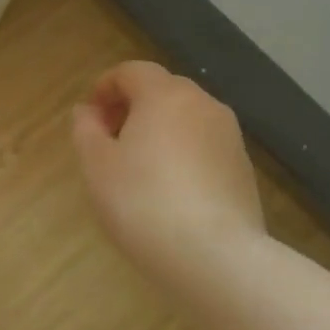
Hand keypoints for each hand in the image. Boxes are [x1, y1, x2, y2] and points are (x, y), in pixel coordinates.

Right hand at [71, 61, 264, 271]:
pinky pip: (204, 146)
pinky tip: (169, 190)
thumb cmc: (142, 201)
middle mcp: (203, 105)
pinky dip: (182, 154)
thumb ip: (86, 129)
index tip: (89, 116)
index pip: (132, 71)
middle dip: (132, 107)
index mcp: (165, 95)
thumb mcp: (96, 164)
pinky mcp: (244, 170)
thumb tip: (88, 112)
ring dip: (159, 130)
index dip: (105, 86)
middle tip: (109, 140)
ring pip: (186, 119)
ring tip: (138, 167)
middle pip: (162, 90)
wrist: (215, 258)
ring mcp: (230, 138)